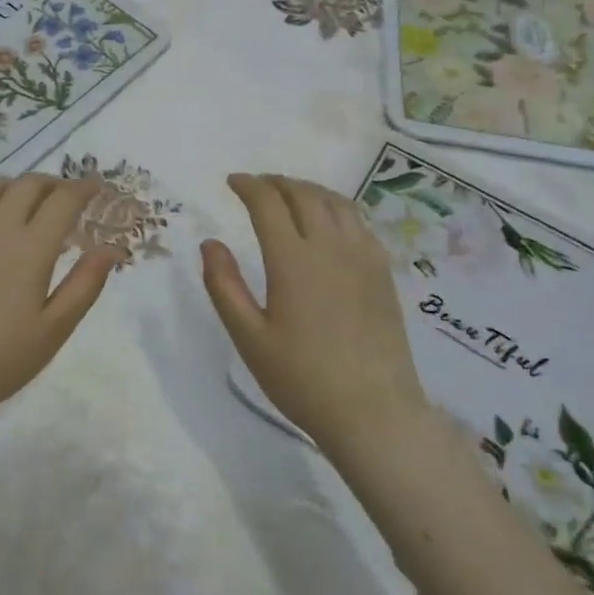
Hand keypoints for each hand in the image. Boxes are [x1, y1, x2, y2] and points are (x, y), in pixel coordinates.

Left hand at [0, 175, 120, 426]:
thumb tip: (111, 249)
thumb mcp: (55, 328)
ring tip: (29, 207)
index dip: (84, 188)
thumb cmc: (1, 356)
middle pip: (29, 184)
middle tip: (67, 200)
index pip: (63, 199)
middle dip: (54, 184)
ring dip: (19, 188)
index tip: (97, 188)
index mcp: (31, 246)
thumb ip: (85, 283)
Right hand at [201, 174, 428, 451]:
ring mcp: (363, 257)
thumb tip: (210, 243)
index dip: (248, 186)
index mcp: (293, 261)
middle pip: (304, 194)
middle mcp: (331, 248)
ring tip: (289, 194)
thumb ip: (224, 286)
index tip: (231, 182)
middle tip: (256, 185)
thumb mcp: (249, 338)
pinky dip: (336, 207)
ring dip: (307, 189)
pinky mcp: (383, 272)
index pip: (268, 204)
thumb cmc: (302, 378)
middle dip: (276, 182)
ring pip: (336, 202)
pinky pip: (359, 222)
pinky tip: (328, 221)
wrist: (373, 412)